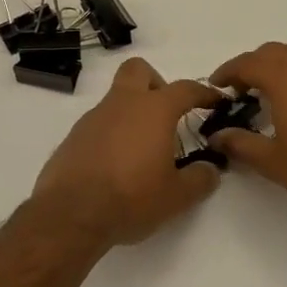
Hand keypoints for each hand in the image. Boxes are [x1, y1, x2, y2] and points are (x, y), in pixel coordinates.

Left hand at [31, 58, 222, 246]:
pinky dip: (112, 135)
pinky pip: (99, 124)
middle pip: (139, 70)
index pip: (186, 89)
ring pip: (116, 99)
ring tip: (143, 150)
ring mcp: (93, 119)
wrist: (70, 215)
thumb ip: (200, 178)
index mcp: (154, 110)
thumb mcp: (177, 196)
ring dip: (132, 114)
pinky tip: (117, 165)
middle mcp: (122, 104)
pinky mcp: (73, 138)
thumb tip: (210, 169)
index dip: (204, 93)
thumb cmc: (131, 198)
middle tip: (167, 114)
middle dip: (156, 84)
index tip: (216, 102)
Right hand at [207, 39, 286, 213]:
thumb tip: (217, 136)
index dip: (228, 72)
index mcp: (284, 77)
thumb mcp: (273, 161)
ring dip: (286, 61)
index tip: (217, 86)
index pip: (247, 63)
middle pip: (274, 52)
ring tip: (279, 85)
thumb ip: (241, 144)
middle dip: (254, 66)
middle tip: (243, 90)